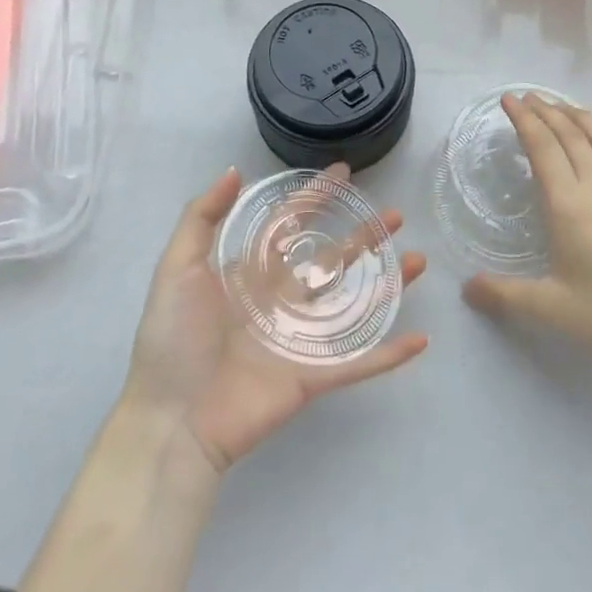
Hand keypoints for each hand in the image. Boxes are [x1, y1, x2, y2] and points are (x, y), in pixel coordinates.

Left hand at [123, 164, 427, 476]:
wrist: (171, 421)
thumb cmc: (173, 340)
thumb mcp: (177, 268)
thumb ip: (202, 217)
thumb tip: (235, 171)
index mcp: (250, 273)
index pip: (290, 224)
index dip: (315, 197)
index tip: (343, 173)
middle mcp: (280, 300)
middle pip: (331, 259)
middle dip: (363, 236)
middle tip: (396, 216)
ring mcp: (300, 339)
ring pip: (353, 304)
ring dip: (388, 284)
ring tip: (418, 260)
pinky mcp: (312, 377)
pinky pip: (358, 362)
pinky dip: (389, 352)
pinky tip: (420, 339)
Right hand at [463, 93, 591, 374]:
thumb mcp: (550, 309)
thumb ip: (504, 294)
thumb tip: (465, 289)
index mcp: (570, 206)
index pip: (543, 149)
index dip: (524, 120)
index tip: (509, 100)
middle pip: (571, 134)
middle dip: (546, 110)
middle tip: (527, 96)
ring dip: (579, 114)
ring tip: (561, 105)